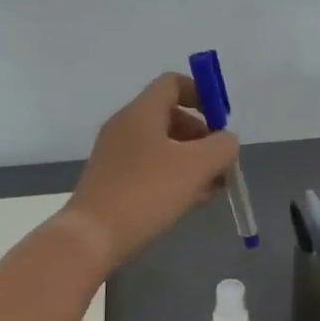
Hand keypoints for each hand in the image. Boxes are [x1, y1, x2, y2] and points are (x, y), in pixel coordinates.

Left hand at [64, 73, 239, 270]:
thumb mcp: (197, 166)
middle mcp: (125, 126)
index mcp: (141, 112)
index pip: (172, 83)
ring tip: (212, 188)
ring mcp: (115, 154)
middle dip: (202, 136)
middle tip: (221, 163)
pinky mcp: (112, 180)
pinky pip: (150, 167)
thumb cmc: (147, 192)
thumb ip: (222, 147)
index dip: (201, 94)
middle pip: (171, 116)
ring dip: (191, 161)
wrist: (93, 237)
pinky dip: (173, 176)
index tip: (221, 121)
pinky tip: (190, 201)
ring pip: (162, 146)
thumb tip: (226, 140)